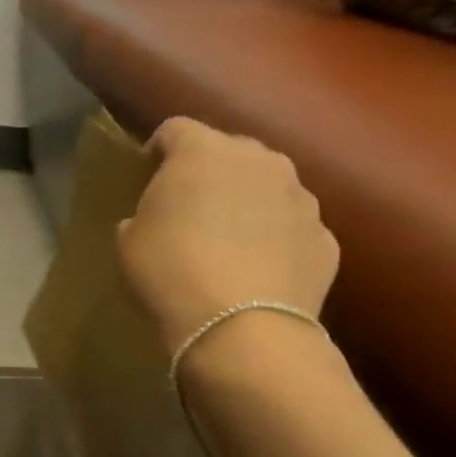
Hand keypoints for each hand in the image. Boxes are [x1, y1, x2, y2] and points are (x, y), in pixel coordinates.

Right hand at [117, 118, 338, 352]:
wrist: (240, 328)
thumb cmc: (169, 271)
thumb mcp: (129, 240)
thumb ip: (144, 215)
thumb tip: (155, 219)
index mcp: (202, 151)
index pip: (174, 129)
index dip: (158, 149)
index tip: (147, 173)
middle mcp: (259, 160)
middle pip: (230, 151)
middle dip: (210, 171)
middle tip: (190, 205)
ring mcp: (301, 198)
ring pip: (268, 186)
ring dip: (248, 202)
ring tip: (229, 239)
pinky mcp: (325, 238)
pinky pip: (292, 227)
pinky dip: (276, 239)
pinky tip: (258, 269)